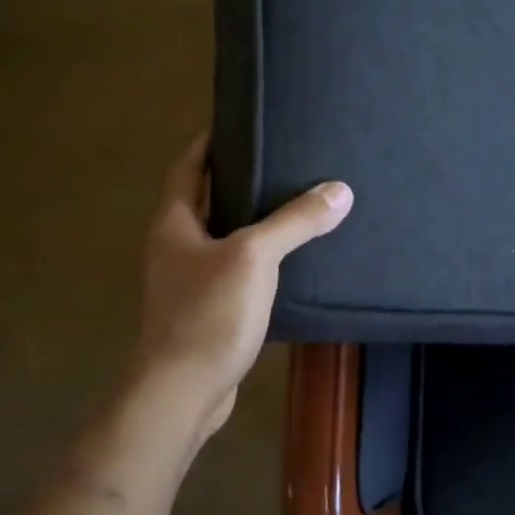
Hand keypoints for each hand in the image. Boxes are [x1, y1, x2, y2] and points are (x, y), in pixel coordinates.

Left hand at [133, 134, 352, 438]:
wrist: (184, 391)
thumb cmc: (209, 312)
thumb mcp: (255, 257)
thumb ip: (295, 221)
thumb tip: (339, 190)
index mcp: (175, 223)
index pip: (188, 168)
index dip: (208, 143)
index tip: (237, 124)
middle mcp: (174, 248)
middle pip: (204, 201)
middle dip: (236, 181)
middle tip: (278, 162)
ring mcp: (187, 283)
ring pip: (221, 239)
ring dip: (249, 222)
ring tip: (291, 206)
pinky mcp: (205, 312)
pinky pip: (233, 272)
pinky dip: (257, 260)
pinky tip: (289, 263)